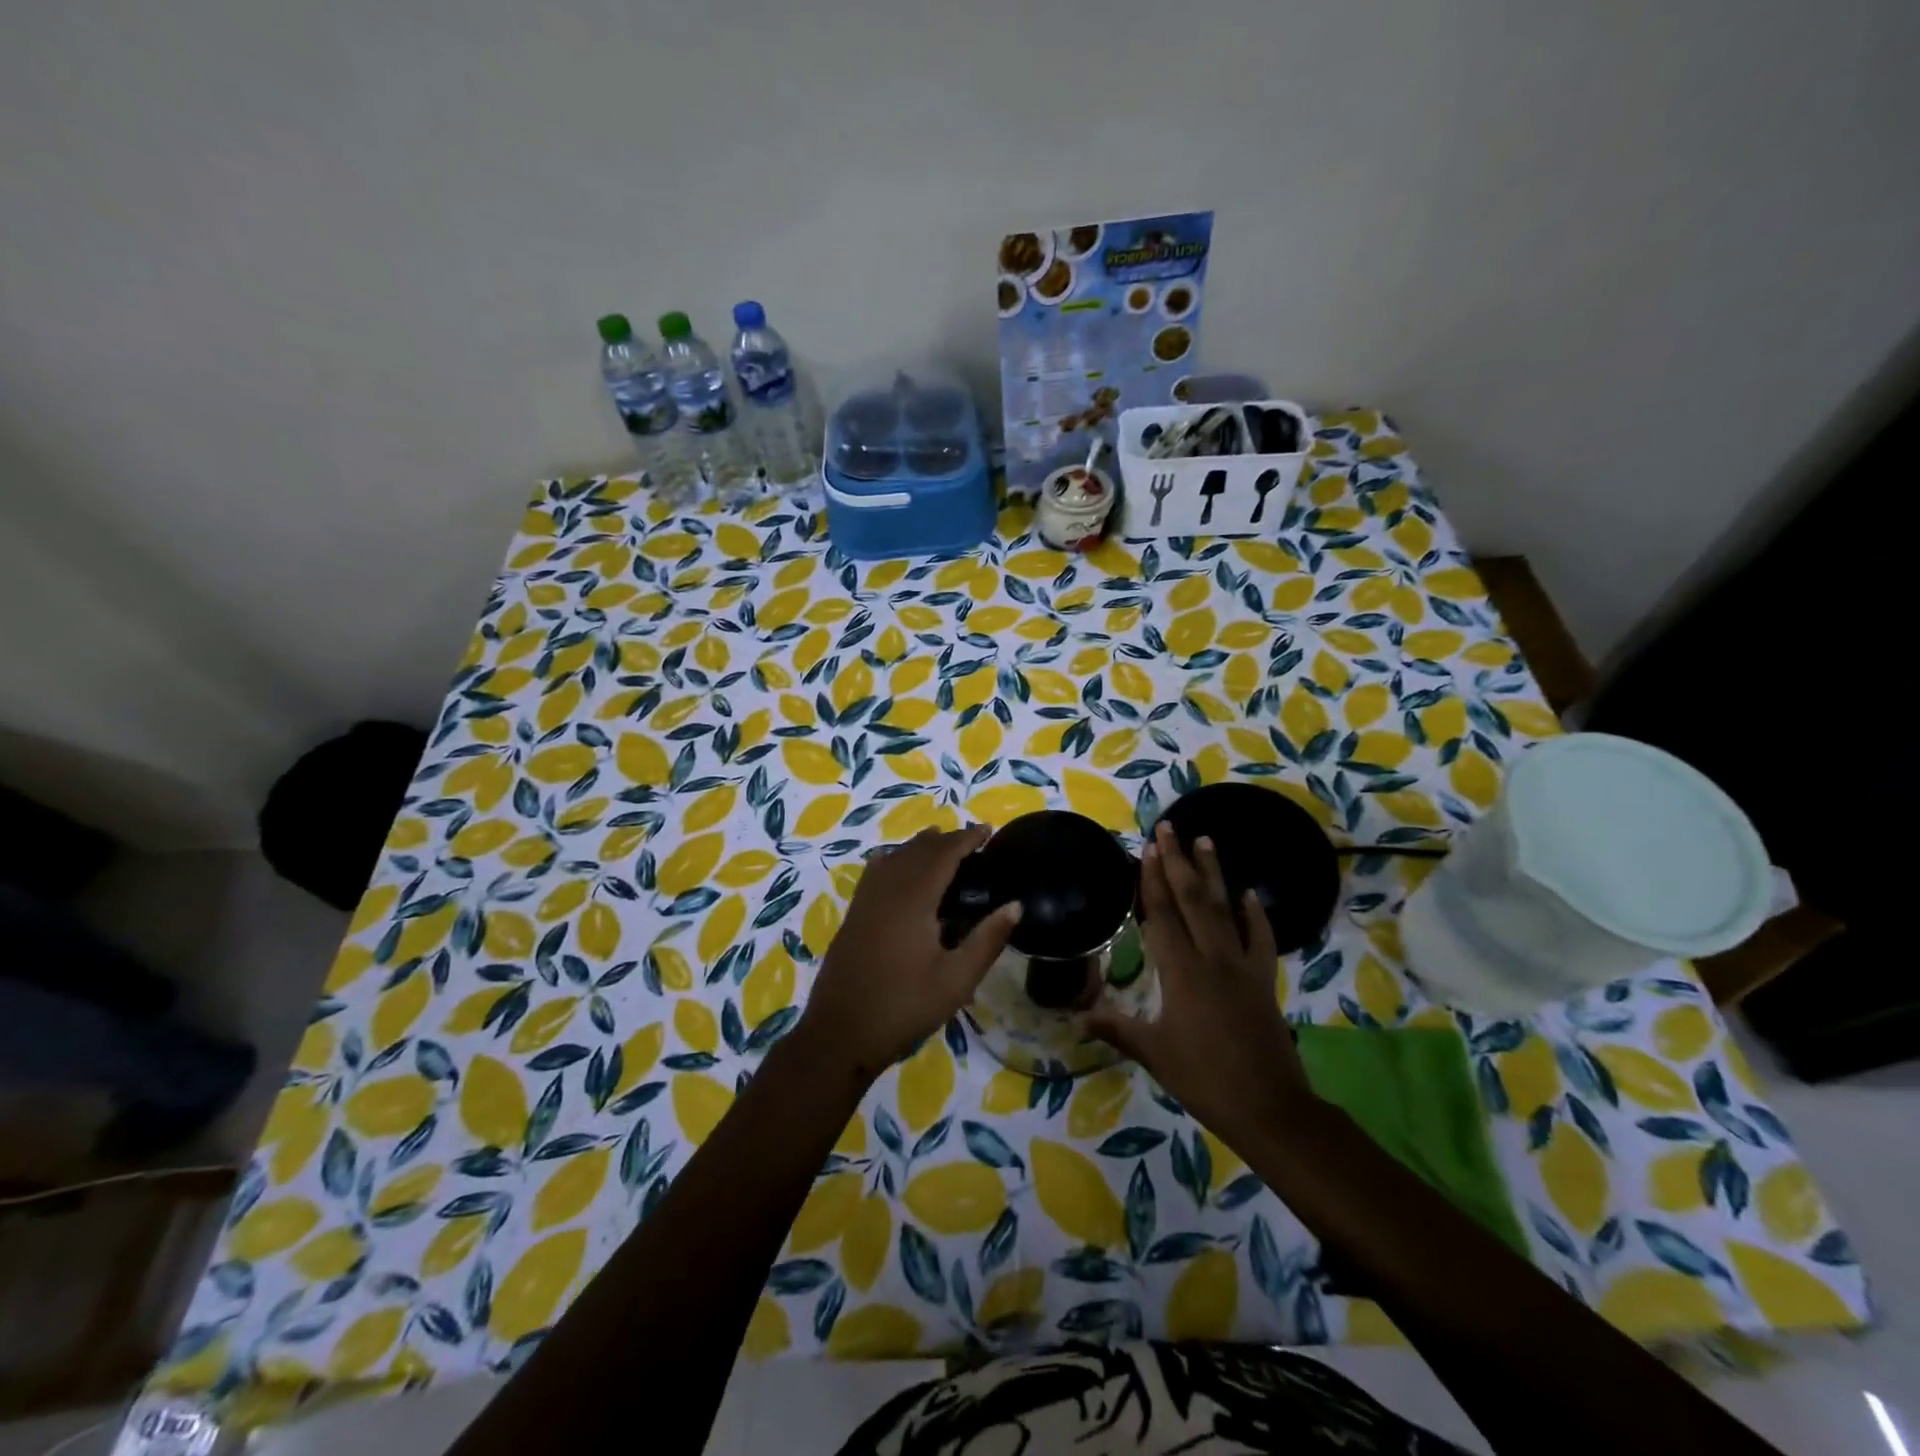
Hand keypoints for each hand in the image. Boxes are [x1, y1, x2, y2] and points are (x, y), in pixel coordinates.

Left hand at [801, 826, 1020, 1078]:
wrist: (840, 1033)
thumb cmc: (904, 1006)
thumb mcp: (956, 980)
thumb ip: (987, 940)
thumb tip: (1015, 905)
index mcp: (913, 899)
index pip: (943, 854)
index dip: (966, 838)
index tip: (988, 829)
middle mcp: (887, 889)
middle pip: (918, 849)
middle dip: (945, 839)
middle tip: (972, 841)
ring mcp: (865, 901)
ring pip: (895, 857)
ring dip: (920, 846)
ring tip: (940, 845)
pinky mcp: (853, 915)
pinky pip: (877, 871)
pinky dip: (895, 859)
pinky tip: (898, 868)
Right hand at [1088, 821, 1314, 1142]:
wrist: (1269, 1107)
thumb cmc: (1204, 1078)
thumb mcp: (1154, 1054)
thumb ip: (1116, 1028)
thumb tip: (1077, 1017)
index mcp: (1182, 972)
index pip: (1163, 915)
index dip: (1152, 880)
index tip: (1147, 847)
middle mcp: (1212, 958)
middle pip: (1193, 900)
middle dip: (1178, 861)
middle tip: (1170, 827)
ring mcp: (1242, 966)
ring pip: (1225, 909)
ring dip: (1214, 873)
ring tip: (1206, 840)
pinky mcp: (1264, 980)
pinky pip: (1261, 939)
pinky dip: (1256, 914)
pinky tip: (1249, 893)